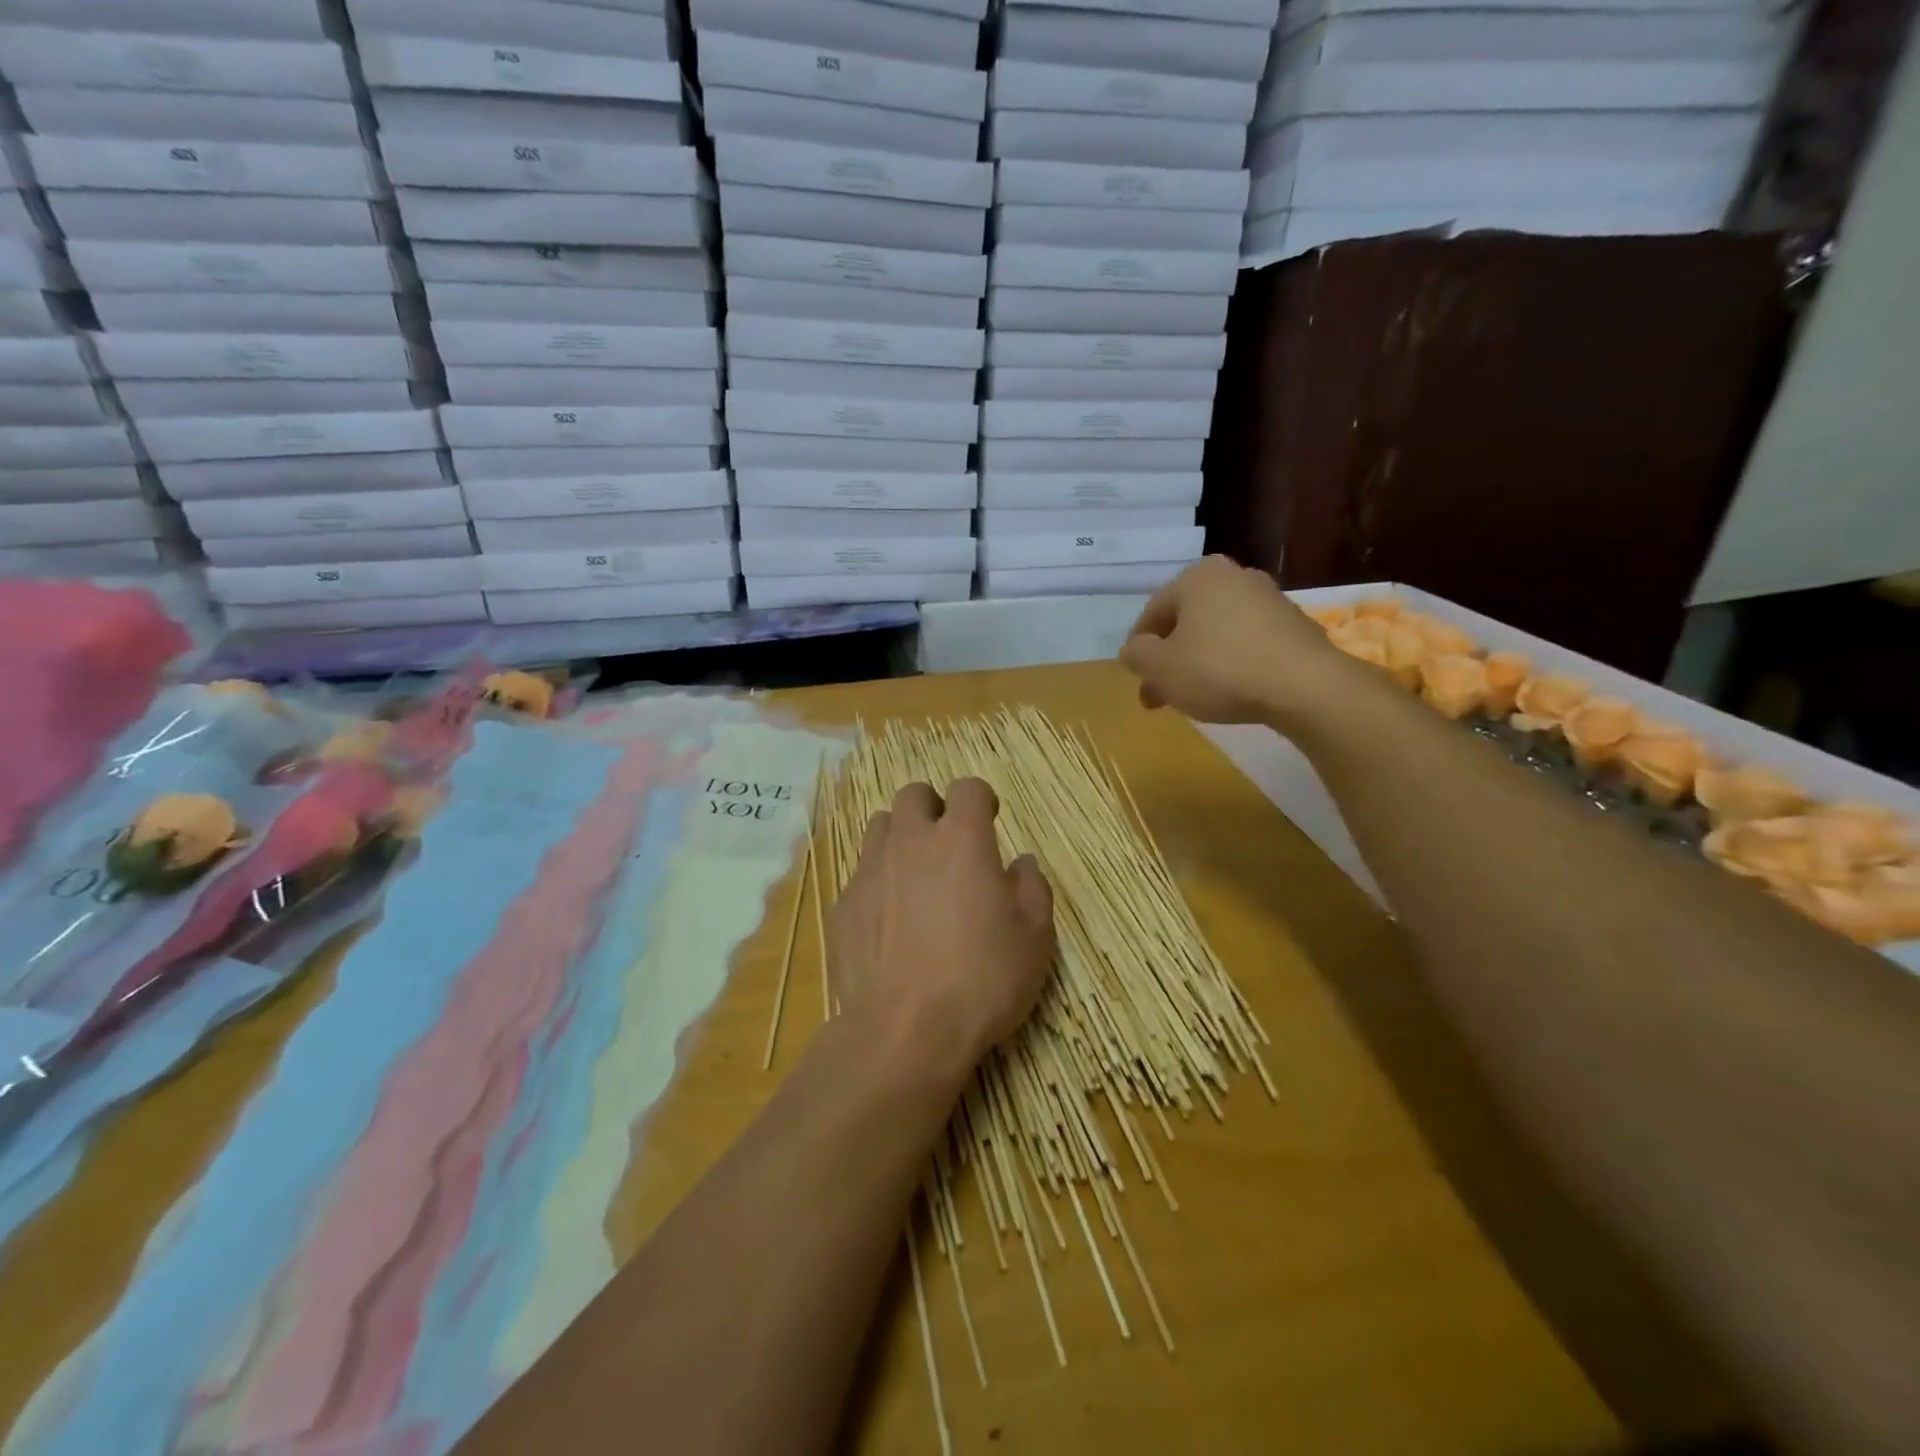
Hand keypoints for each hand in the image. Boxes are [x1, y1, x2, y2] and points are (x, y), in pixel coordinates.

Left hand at [828, 779, 1054, 1085]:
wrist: (904, 1032)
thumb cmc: (982, 979)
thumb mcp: (1035, 938)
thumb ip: (1032, 887)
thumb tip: (1021, 863)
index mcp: (961, 839)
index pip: (967, 788)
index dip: (980, 799)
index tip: (989, 821)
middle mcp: (911, 841)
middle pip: (913, 795)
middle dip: (932, 808)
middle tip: (948, 844)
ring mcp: (870, 871)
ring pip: (880, 827)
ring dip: (901, 838)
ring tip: (916, 875)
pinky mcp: (843, 905)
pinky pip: (861, 874)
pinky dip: (878, 882)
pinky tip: (890, 920)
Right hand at [1120, 556, 1347, 726]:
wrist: (1304, 686)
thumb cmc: (1219, 670)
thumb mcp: (1160, 667)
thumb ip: (1136, 655)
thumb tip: (1134, 650)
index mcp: (1197, 577)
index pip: (1152, 612)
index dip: (1138, 648)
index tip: (1138, 678)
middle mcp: (1234, 576)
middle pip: (1187, 622)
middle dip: (1169, 658)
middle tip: (1160, 694)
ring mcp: (1269, 598)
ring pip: (1217, 632)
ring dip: (1199, 661)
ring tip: (1193, 697)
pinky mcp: (1295, 624)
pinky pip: (1248, 642)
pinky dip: (1231, 662)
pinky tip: (1230, 690)